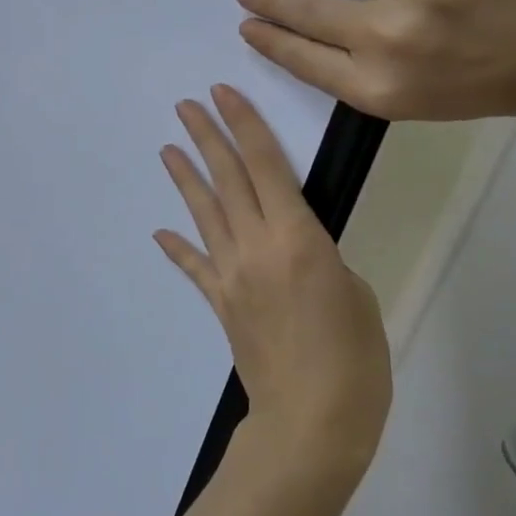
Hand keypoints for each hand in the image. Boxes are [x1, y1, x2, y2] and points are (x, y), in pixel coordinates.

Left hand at [155, 86, 391, 483]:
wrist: (310, 421)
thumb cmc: (353, 358)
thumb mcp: (355, 294)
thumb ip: (321, 259)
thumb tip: (296, 251)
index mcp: (297, 238)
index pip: (266, 166)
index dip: (244, 125)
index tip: (223, 94)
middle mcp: (256, 246)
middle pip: (227, 180)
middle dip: (207, 138)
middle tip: (186, 106)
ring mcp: (231, 275)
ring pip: (205, 214)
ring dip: (186, 179)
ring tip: (168, 148)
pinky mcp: (220, 303)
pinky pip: (195, 268)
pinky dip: (178, 248)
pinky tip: (161, 232)